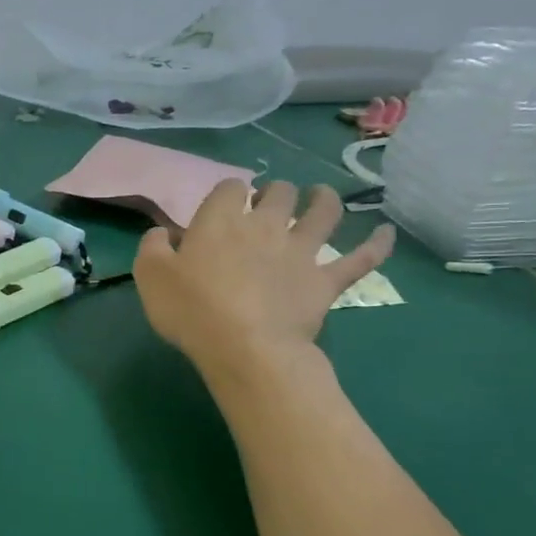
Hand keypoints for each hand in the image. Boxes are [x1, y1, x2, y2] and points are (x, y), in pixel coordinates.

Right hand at [134, 181, 393, 378]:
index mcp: (222, 220)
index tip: (222, 209)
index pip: (230, 188)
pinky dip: (377, 244)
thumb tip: (163, 233)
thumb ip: (152, 246)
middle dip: (275, 192)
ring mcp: (301, 251)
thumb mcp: (150, 276)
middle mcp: (266, 225)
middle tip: (268, 204)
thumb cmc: (191, 310)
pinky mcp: (326, 280)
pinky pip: (360, 258)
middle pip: (279, 193)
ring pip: (324, 212)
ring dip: (324, 199)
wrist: (245, 347)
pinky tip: (386, 233)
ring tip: (320, 196)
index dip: (229, 194)